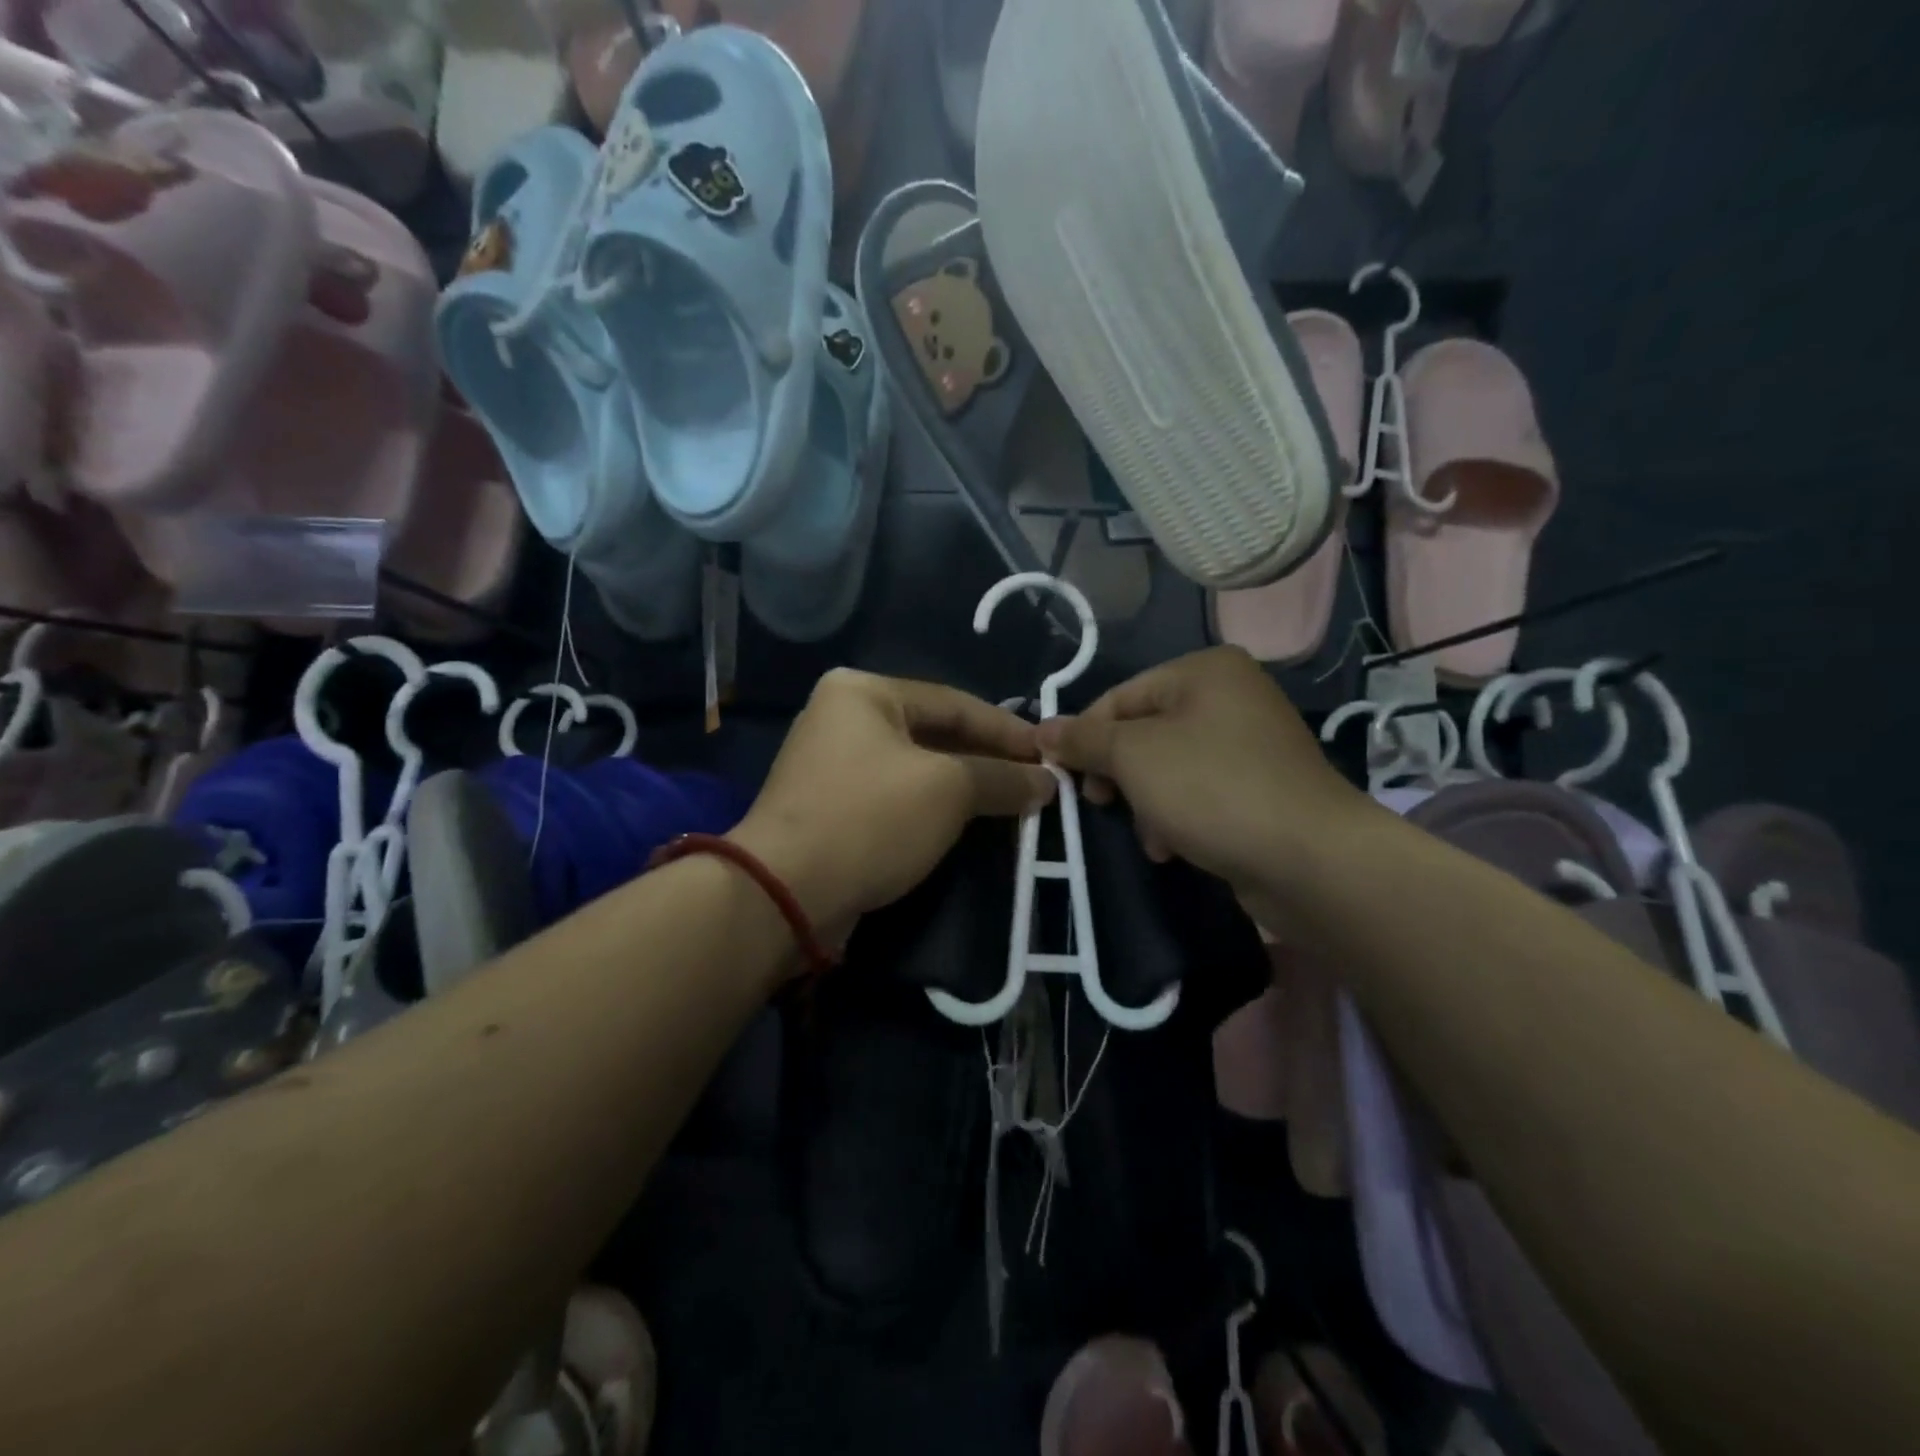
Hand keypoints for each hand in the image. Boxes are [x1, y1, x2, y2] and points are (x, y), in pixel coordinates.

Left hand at [730, 669, 1055, 938]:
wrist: (785, 892)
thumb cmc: (870, 818)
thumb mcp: (947, 789)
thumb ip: (1001, 778)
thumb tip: (1046, 783)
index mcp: (863, 692)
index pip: (953, 702)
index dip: (1006, 730)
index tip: (1049, 755)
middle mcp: (842, 718)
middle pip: (934, 734)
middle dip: (986, 761)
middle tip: (1034, 782)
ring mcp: (832, 765)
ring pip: (917, 769)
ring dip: (964, 788)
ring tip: (1012, 804)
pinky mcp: (831, 809)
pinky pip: (896, 798)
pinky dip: (934, 809)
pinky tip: (967, 826)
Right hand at [1035, 647, 1368, 895]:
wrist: (1311, 860)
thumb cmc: (1213, 789)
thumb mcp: (1133, 756)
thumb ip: (1084, 739)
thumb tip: (1042, 730)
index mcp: (1205, 671)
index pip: (1120, 696)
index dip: (1084, 736)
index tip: (1062, 776)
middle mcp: (1232, 697)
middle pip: (1144, 732)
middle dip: (1118, 774)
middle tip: (1102, 804)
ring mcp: (1252, 744)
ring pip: (1169, 767)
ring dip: (1146, 802)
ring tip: (1150, 836)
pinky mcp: (1262, 788)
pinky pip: (1199, 793)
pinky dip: (1178, 816)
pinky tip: (1173, 847)